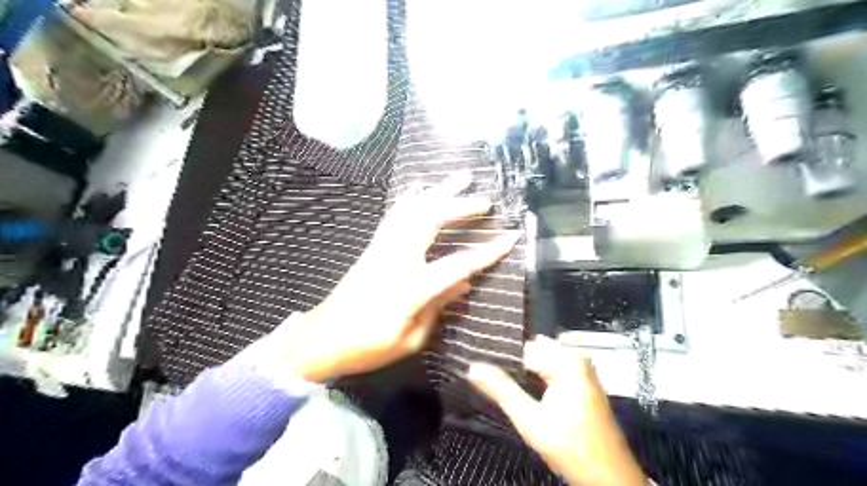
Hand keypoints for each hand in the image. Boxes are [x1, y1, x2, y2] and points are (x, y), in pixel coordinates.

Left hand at [281, 175, 516, 382]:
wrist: (324, 337)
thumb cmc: (369, 346)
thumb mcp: (410, 339)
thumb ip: (438, 308)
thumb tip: (463, 283)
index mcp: (411, 287)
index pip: (458, 264)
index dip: (487, 251)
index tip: (510, 236)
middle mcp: (397, 259)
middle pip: (432, 221)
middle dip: (461, 207)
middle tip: (485, 199)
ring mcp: (382, 248)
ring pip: (413, 210)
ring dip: (438, 192)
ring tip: (459, 177)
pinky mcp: (373, 246)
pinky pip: (395, 215)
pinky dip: (410, 198)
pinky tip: (420, 187)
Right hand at [468, 337, 649, 485]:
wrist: (608, 478)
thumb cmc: (571, 447)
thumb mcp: (530, 420)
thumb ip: (501, 390)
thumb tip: (473, 368)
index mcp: (567, 361)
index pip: (524, 348)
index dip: (500, 356)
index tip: (477, 360)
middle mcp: (576, 359)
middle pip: (533, 352)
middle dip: (510, 362)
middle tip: (483, 371)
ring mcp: (581, 371)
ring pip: (541, 361)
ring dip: (521, 371)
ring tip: (496, 379)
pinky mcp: (580, 384)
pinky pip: (550, 370)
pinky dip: (534, 377)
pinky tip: (519, 389)